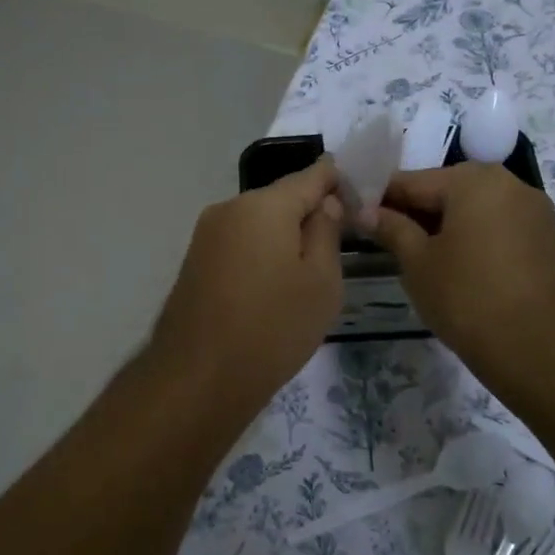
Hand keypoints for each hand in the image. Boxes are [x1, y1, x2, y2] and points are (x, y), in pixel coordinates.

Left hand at [149, 158, 344, 418]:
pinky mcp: (194, 262)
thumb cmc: (273, 328)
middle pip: (281, 199)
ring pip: (258, 223)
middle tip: (337, 245)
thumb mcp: (321, 282)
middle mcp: (229, 208)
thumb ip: (326, 232)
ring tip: (306, 274)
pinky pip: (239, 245)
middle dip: (309, 213)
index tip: (360, 195)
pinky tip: (272, 288)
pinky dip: (260, 255)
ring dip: (283, 237)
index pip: (311, 175)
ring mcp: (205, 235)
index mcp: (263, 205)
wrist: (199, 378)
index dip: (338, 180)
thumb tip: (324, 204)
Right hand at [370, 164, 554, 411]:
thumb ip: (390, 228)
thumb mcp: (417, 262)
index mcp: (473, 179)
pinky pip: (496, 226)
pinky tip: (455, 267)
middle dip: (413, 212)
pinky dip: (472, 238)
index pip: (410, 181)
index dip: (378, 200)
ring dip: (443, 226)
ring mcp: (533, 210)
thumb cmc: (468, 298)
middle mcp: (508, 182)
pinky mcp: (546, 238)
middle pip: (445, 190)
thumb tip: (364, 211)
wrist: (543, 350)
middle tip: (384, 242)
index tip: (354, 218)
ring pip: (472, 208)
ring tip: (418, 259)